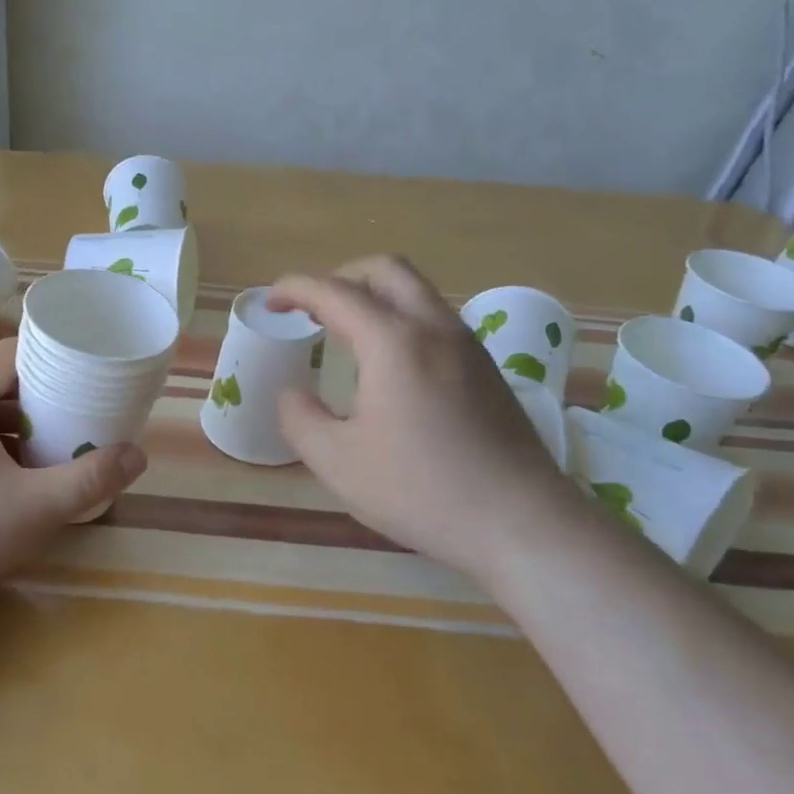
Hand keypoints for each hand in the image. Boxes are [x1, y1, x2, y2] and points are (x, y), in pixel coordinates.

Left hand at [0, 337, 147, 630]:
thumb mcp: (35, 508)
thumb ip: (90, 479)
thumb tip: (138, 455)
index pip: (9, 353)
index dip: (50, 357)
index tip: (85, 374)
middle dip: (40, 397)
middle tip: (79, 415)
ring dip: (16, 427)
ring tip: (55, 448)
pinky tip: (14, 482)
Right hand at [270, 256, 579, 580]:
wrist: (522, 524)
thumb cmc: (421, 490)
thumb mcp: (337, 462)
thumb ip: (300, 418)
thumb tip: (292, 393)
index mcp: (393, 341)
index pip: (334, 292)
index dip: (295, 289)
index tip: (271, 302)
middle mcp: (434, 327)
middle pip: (385, 270)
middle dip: (341, 277)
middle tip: (313, 309)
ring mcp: (468, 346)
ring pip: (416, 293)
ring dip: (374, 297)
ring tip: (346, 335)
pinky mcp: (488, 370)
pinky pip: (435, 320)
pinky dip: (401, 320)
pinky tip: (389, 367)